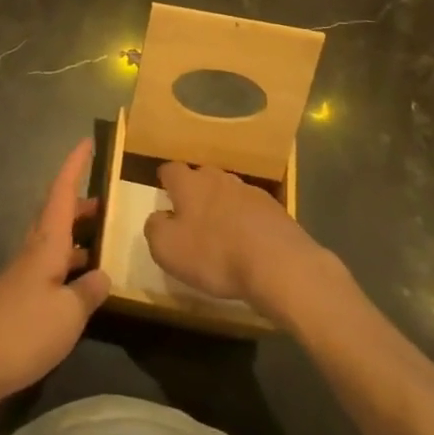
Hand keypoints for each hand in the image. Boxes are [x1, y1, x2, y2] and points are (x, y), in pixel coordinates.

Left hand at [0, 140, 108, 420]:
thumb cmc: (22, 331)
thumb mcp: (68, 314)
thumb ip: (88, 292)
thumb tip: (102, 275)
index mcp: (46, 244)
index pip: (62, 192)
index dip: (75, 166)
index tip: (87, 142)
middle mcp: (32, 251)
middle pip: (56, 215)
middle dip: (80, 205)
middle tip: (107, 203)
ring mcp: (21, 275)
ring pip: (52, 241)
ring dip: (75, 236)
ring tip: (101, 242)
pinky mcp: (15, 299)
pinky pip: (47, 267)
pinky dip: (66, 264)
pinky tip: (79, 285)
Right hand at [144, 161, 327, 318]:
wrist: (278, 264)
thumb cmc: (214, 254)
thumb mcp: (167, 249)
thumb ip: (155, 228)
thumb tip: (158, 218)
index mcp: (189, 183)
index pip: (171, 169)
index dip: (165, 181)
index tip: (164, 194)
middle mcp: (219, 178)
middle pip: (202, 177)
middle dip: (195, 192)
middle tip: (191, 216)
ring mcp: (250, 192)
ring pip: (229, 192)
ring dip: (223, 207)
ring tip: (221, 232)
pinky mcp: (275, 211)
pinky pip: (252, 211)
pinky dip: (246, 223)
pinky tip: (248, 244)